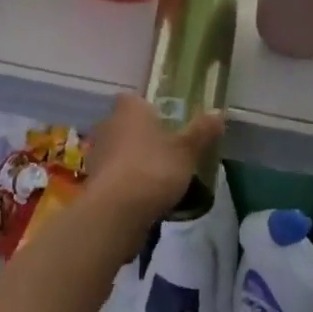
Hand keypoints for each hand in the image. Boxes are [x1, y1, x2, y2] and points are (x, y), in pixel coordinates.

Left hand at [85, 93, 224, 229]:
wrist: (115, 212)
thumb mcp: (186, 151)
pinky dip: (125, 181)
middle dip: (143, 135)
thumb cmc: (153, 169)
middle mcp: (108, 123)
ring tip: (157, 177)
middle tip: (166, 151)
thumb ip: (202, 131)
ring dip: (132, 160)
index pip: (136, 99)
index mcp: (129, 108)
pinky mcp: (93, 180)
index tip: (167, 123)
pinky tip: (142, 196)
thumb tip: (219, 112)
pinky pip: (113, 174)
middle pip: (127, 124)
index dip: (150, 109)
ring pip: (119, 150)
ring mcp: (97, 153)